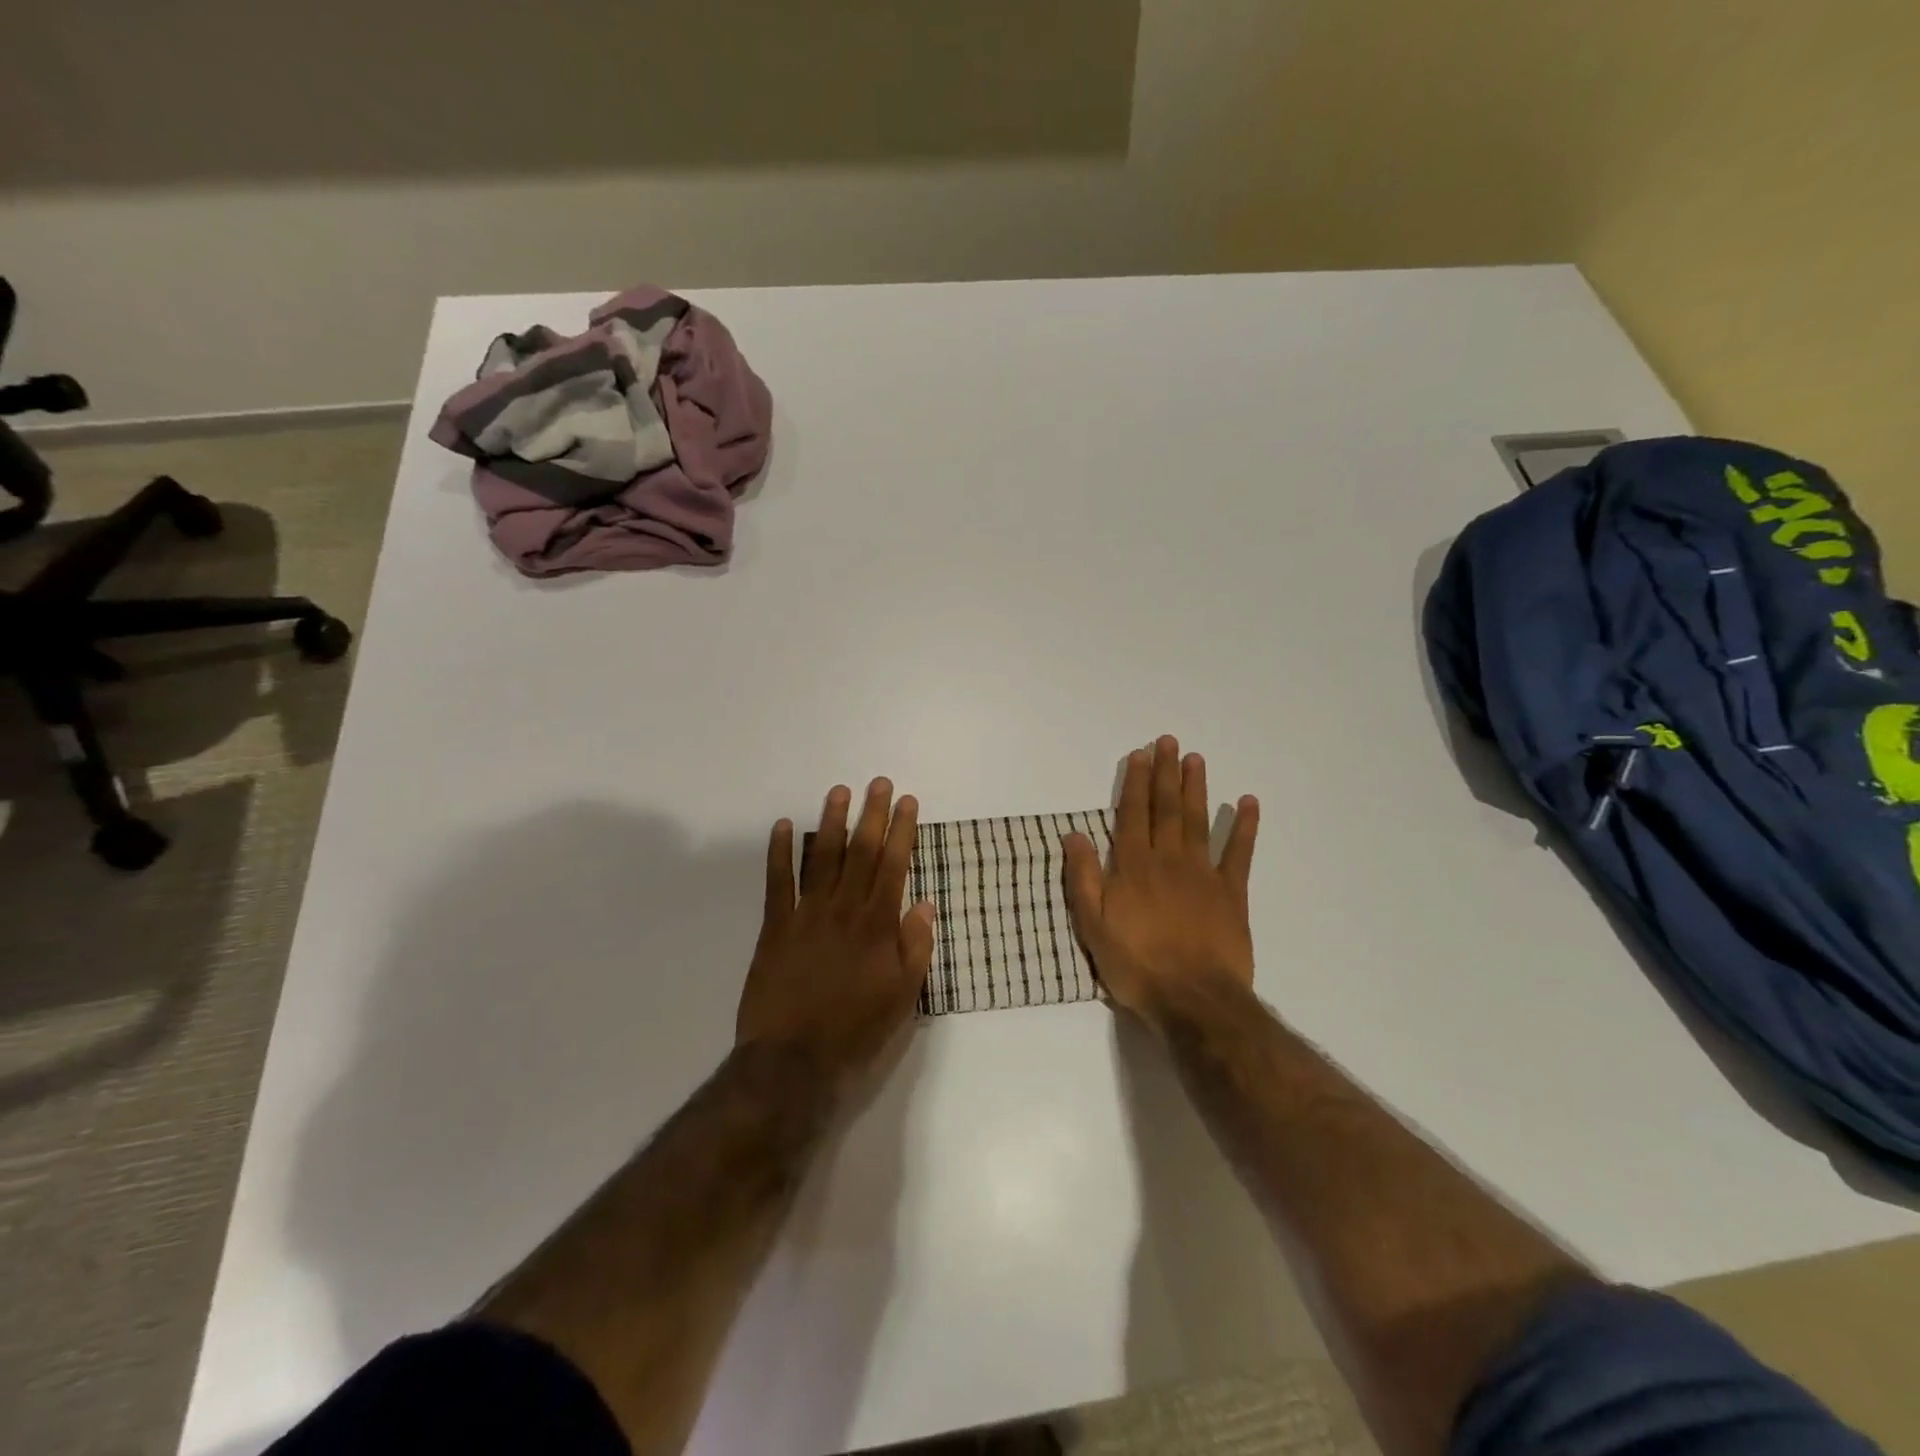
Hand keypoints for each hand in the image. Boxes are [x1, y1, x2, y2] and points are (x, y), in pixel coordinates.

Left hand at [737, 778, 936, 1094]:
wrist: (794, 1059)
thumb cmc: (855, 1029)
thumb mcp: (902, 996)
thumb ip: (915, 947)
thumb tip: (924, 904)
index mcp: (877, 924)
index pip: (893, 865)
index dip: (901, 831)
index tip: (907, 802)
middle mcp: (844, 909)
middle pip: (860, 852)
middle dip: (872, 814)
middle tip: (878, 783)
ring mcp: (806, 914)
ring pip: (822, 858)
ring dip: (832, 822)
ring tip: (840, 791)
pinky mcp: (775, 926)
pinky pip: (778, 882)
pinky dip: (781, 852)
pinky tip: (785, 826)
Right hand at [1064, 735, 1258, 1023]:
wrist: (1192, 998)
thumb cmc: (1136, 964)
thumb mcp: (1092, 926)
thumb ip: (1083, 878)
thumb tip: (1073, 835)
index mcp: (1133, 867)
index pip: (1132, 815)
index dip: (1135, 783)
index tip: (1139, 755)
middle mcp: (1167, 860)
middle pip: (1166, 808)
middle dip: (1165, 773)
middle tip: (1169, 742)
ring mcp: (1202, 874)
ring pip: (1198, 821)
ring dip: (1196, 788)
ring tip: (1196, 759)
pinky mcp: (1231, 893)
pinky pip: (1238, 853)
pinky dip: (1244, 827)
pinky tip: (1248, 803)